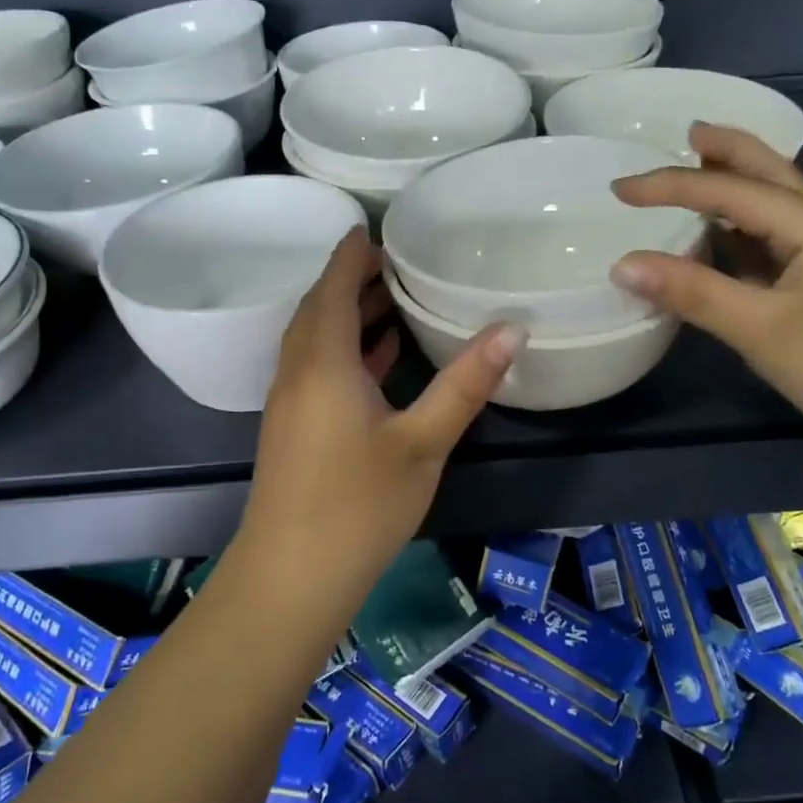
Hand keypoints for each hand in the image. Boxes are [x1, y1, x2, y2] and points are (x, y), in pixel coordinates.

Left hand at [238, 228, 523, 596]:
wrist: (292, 577)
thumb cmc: (359, 505)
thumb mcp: (423, 442)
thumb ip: (464, 384)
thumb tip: (511, 330)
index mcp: (323, 363)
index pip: (334, 288)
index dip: (351, 255)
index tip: (373, 225)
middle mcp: (298, 372)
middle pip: (320, 309)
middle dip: (352, 279)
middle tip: (395, 258)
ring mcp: (290, 402)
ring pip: (317, 339)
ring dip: (348, 313)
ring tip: (393, 296)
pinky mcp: (294, 428)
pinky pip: (317, 367)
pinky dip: (345, 349)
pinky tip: (377, 358)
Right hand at [610, 124, 802, 464]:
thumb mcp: (764, 330)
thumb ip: (694, 292)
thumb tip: (622, 264)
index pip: (731, 190)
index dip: (671, 185)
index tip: (617, 191)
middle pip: (770, 175)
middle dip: (728, 152)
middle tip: (685, 134)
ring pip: (773, 210)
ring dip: (735, 188)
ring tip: (696, 176)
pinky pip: (771, 247)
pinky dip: (739, 234)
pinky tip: (719, 244)